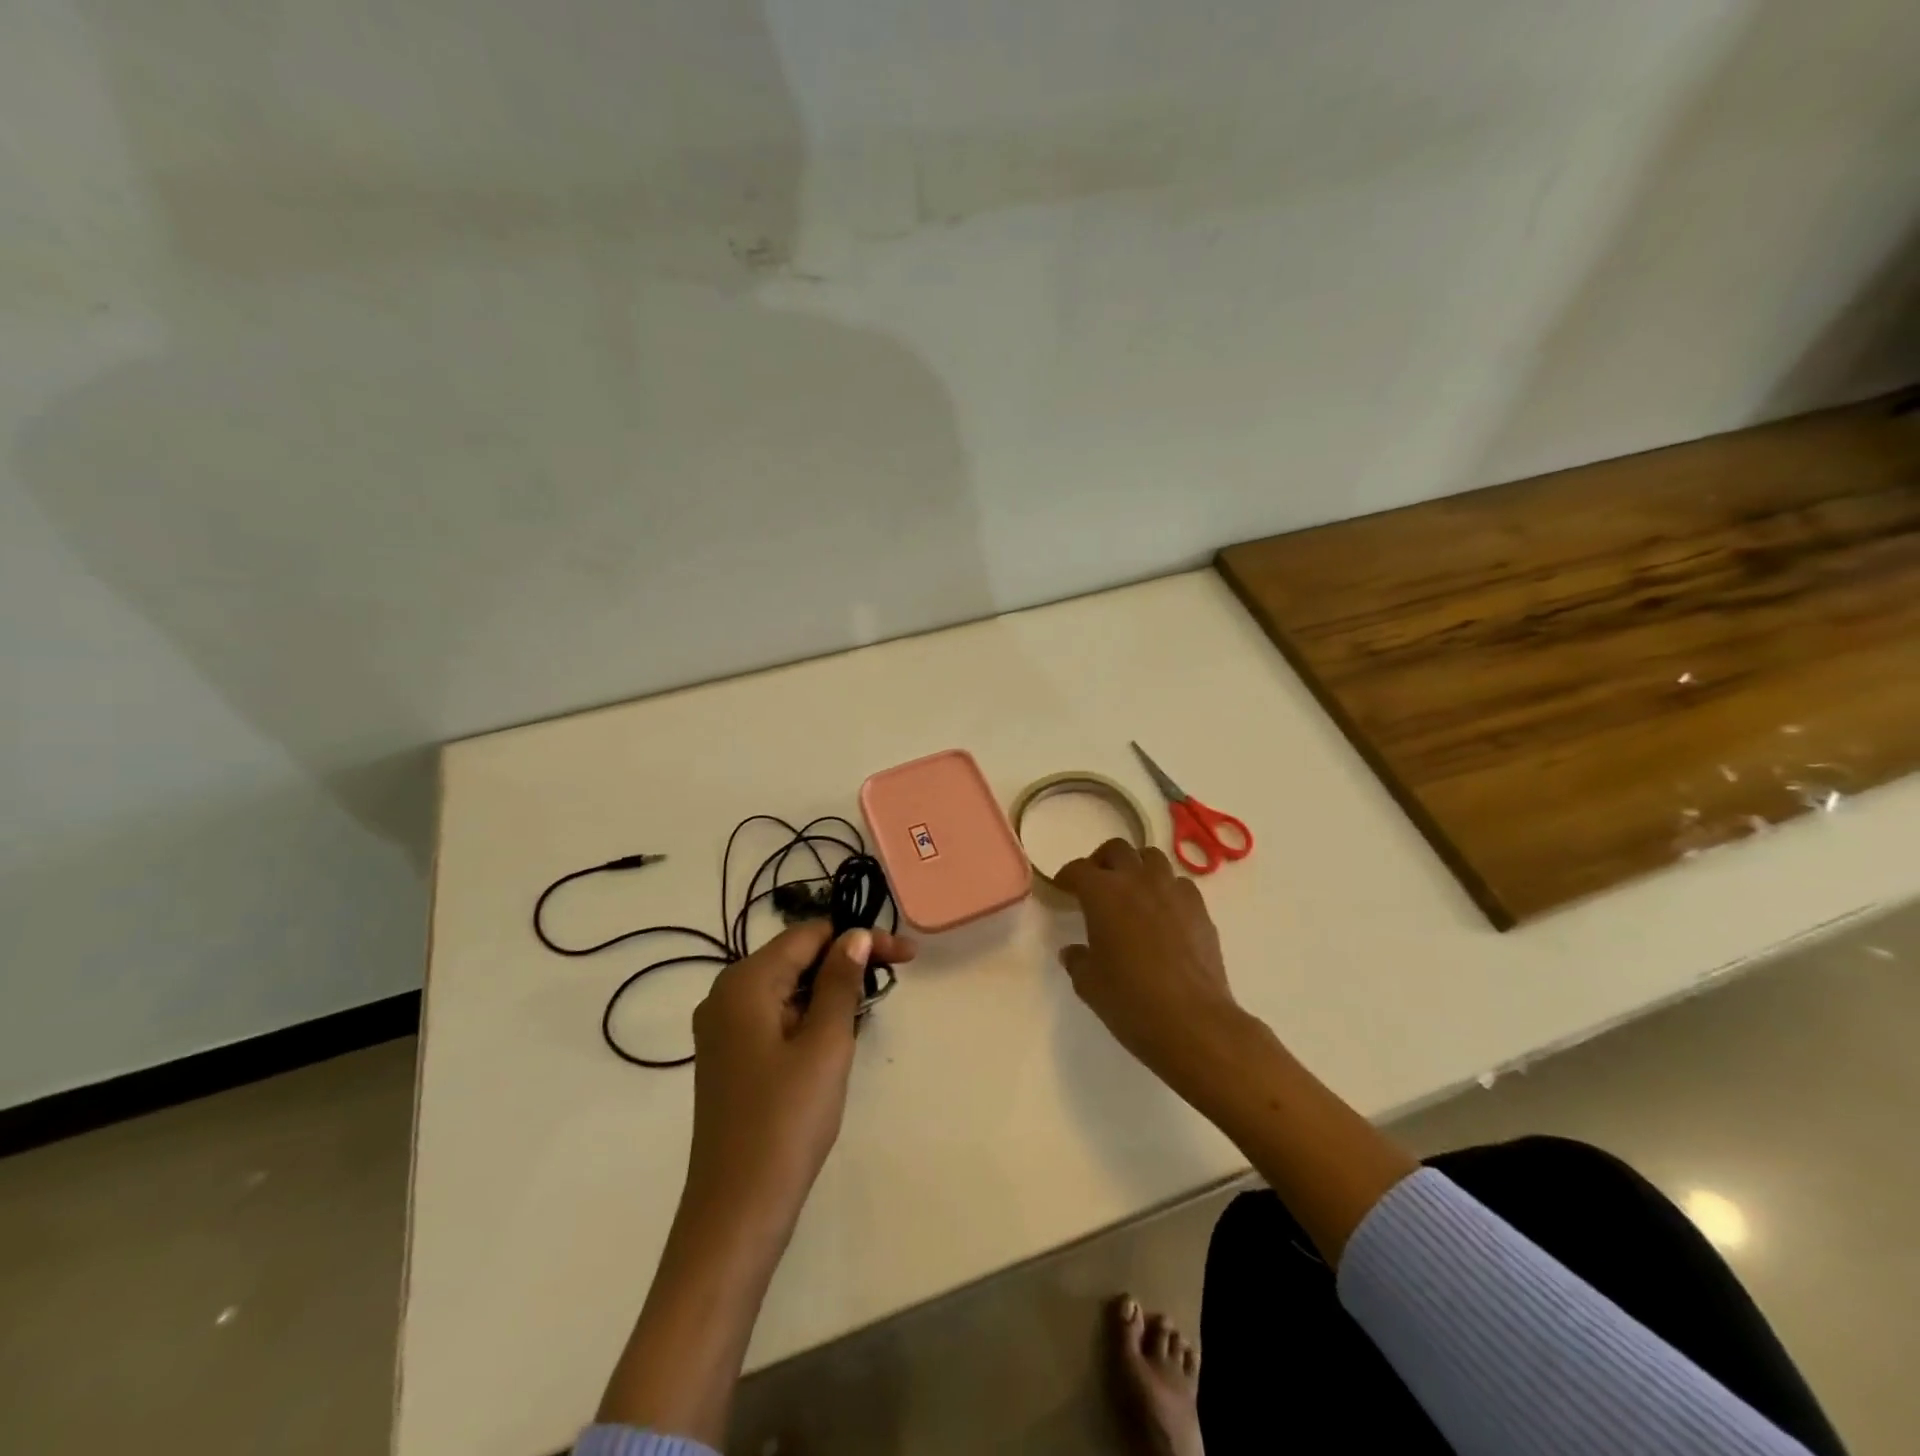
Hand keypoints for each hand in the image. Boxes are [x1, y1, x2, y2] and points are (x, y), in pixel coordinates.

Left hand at [684, 920, 917, 1234]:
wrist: (736, 1212)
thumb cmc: (786, 1122)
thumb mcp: (825, 1044)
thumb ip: (841, 982)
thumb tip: (855, 936)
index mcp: (744, 983)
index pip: (809, 935)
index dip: (860, 938)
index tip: (906, 956)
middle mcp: (725, 996)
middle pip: (796, 957)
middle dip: (845, 963)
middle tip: (895, 977)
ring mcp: (723, 1030)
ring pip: (787, 988)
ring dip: (829, 991)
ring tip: (868, 1010)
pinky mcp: (729, 1058)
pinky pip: (775, 1017)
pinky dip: (809, 1017)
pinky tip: (833, 1038)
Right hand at [1055, 839, 1243, 1084]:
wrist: (1193, 1022)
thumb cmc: (1130, 1001)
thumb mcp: (1089, 984)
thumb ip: (1078, 960)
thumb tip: (1074, 951)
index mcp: (1103, 893)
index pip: (1078, 869)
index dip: (1067, 877)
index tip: (1063, 888)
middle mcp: (1138, 881)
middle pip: (1117, 850)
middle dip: (1102, 861)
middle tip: (1096, 883)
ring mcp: (1173, 891)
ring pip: (1152, 858)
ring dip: (1137, 868)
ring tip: (1131, 892)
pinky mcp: (1200, 909)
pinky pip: (1179, 884)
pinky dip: (1166, 889)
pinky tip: (1163, 914)